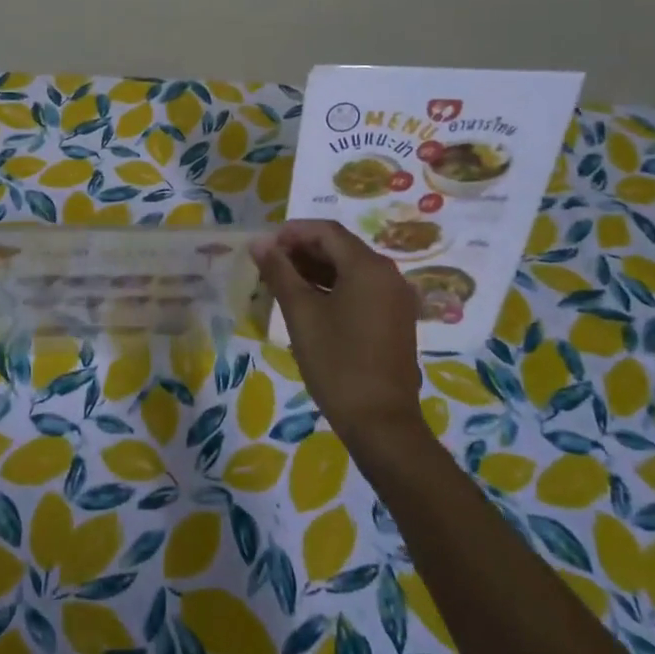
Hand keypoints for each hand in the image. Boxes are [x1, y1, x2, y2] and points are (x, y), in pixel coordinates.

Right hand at [251, 220, 421, 446]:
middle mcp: (388, 275)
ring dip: (316, 269)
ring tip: (281, 282)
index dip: (292, 232)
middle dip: (302, 250)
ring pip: (350, 269)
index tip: (264, 246)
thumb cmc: (337, 362)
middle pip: (340, 247)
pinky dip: (333, 287)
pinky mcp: (395, 320)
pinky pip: (361, 289)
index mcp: (368, 267)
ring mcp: (395, 299)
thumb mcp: (301, 314)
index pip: (326, 231)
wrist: (380, 422)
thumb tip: (259, 242)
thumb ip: (279, 272)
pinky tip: (307, 302)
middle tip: (268, 265)